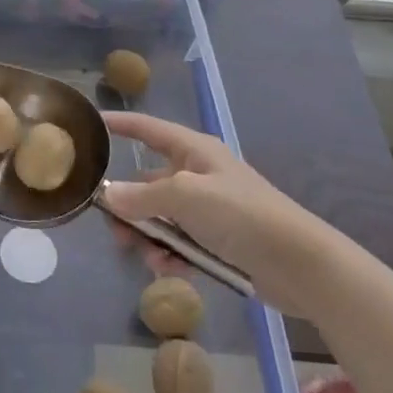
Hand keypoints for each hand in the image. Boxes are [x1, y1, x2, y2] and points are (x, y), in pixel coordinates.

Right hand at [102, 111, 343, 316]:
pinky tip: (168, 270)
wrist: (301, 265)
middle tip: (112, 228)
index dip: (121, 124)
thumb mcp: (185, 197)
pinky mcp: (218, 241)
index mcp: (194, 151)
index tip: (91, 123)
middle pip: (148, 181)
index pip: (148, 129)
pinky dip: (169, 255)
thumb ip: (142, 196)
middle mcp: (198, 174)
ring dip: (148, 236)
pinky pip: (179, 242)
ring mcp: (209, 209)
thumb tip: (107, 196)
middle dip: (128, 204)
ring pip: (160, 216)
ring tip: (146, 257)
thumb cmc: (242, 215)